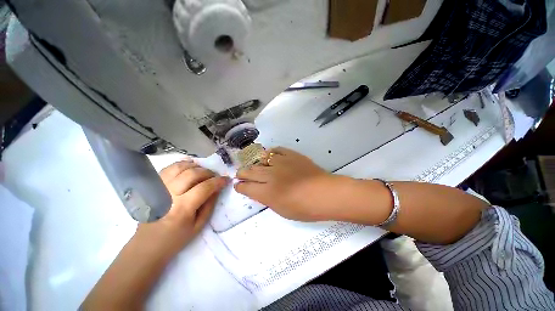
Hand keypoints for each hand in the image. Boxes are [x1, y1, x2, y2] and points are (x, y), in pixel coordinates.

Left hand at [134, 160, 227, 256]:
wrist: (146, 245)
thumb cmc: (175, 238)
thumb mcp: (198, 225)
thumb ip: (210, 204)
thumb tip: (217, 188)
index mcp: (182, 209)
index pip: (205, 187)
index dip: (218, 181)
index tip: (226, 180)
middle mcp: (169, 195)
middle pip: (192, 174)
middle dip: (208, 172)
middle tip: (214, 177)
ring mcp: (158, 188)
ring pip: (180, 167)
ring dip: (196, 167)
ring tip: (203, 172)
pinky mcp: (152, 186)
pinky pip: (168, 168)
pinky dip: (181, 164)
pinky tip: (189, 168)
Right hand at [235, 147, 336, 220]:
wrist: (325, 193)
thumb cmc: (305, 208)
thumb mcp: (282, 210)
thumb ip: (267, 199)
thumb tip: (259, 191)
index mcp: (267, 192)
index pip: (246, 187)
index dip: (240, 186)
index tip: (239, 186)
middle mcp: (270, 175)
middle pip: (250, 171)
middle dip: (242, 173)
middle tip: (241, 174)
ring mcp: (281, 162)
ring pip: (261, 159)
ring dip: (255, 163)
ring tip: (255, 166)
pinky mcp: (291, 155)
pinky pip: (276, 150)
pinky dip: (270, 153)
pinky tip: (269, 156)